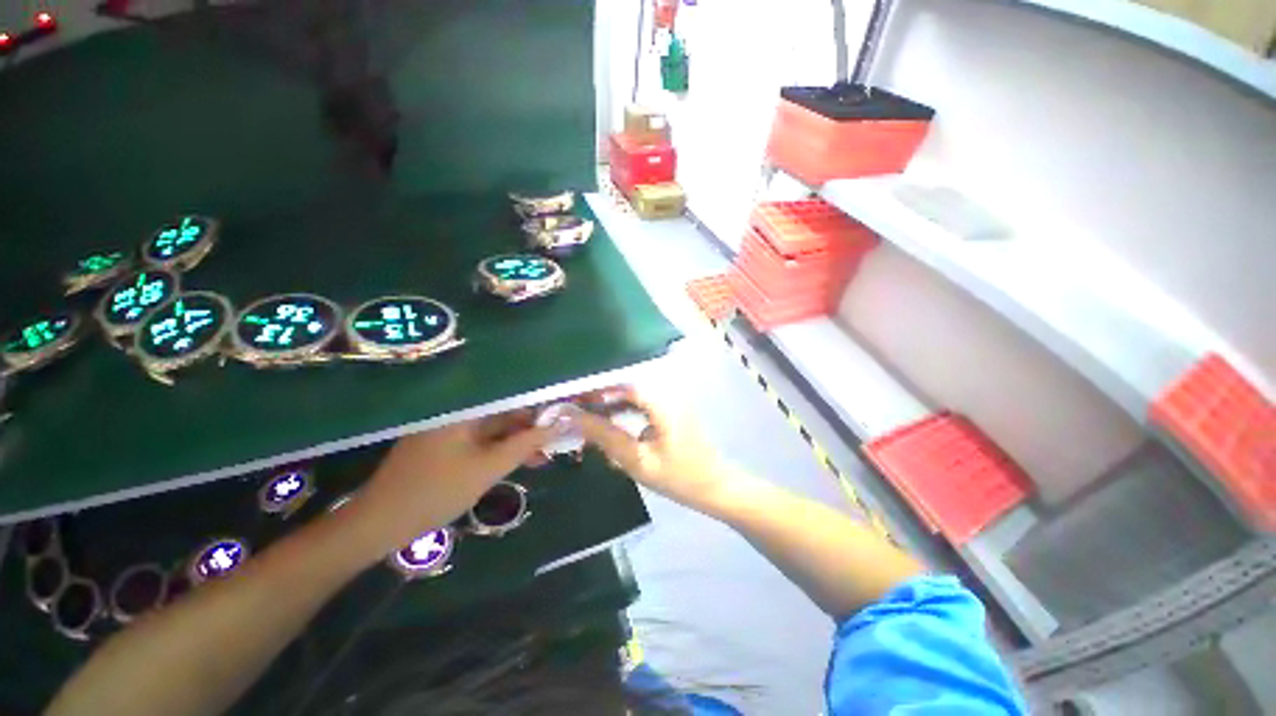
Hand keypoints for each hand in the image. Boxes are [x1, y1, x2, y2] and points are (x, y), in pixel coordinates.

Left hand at [343, 413, 554, 560]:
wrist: (379, 523)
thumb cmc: (436, 492)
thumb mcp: (488, 469)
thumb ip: (525, 444)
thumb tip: (559, 425)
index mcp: (465, 409)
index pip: (513, 397)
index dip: (540, 406)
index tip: (563, 417)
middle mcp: (458, 411)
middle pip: (505, 412)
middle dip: (532, 427)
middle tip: (557, 441)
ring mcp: (451, 429)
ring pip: (495, 429)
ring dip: (519, 441)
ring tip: (544, 456)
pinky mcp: (447, 444)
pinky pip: (482, 441)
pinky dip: (501, 450)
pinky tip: (520, 461)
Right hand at [571, 390, 732, 512]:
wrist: (716, 488)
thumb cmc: (680, 477)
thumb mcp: (638, 460)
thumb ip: (606, 436)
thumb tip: (574, 418)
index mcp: (662, 401)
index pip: (621, 384)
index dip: (595, 390)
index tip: (572, 401)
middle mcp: (667, 394)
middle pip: (626, 388)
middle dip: (600, 400)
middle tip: (576, 414)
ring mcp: (671, 402)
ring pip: (633, 397)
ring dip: (611, 407)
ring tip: (589, 422)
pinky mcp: (671, 412)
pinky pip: (642, 406)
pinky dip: (625, 414)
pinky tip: (612, 429)